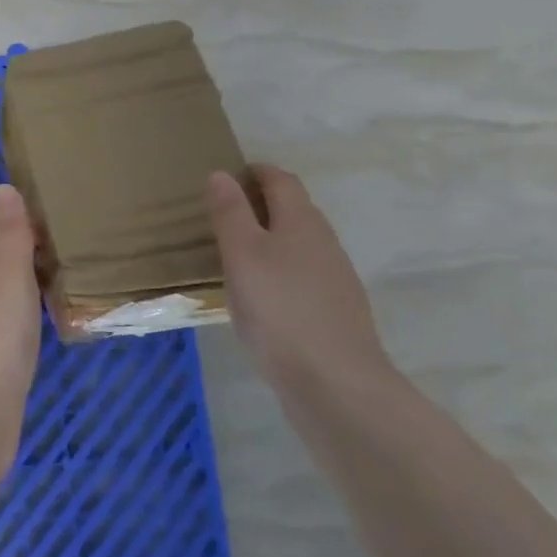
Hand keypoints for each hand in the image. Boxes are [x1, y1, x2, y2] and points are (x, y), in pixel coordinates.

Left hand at [0, 183, 42, 474]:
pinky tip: (54, 311)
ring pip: (6, 287)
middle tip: (63, 234)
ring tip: (66, 266)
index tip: (43, 206)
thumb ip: (9, 231)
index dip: (9, 217)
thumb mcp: (6, 268)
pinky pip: (17, 318)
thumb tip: (3, 188)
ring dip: (28, 276)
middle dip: (21, 244)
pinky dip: (34, 307)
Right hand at [206, 166, 393, 389]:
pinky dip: (280, 271)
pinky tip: (262, 297)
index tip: (227, 177)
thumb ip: (230, 214)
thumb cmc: (279, 310)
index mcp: (301, 221)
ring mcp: (335, 279)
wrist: (335, 384)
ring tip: (237, 255)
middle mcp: (324, 242)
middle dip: (262, 204)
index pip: (281, 180)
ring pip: (300, 245)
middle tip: (223, 215)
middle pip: (294, 210)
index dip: (255, 172)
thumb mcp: (242, 255)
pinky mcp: (336, 312)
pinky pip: (303, 276)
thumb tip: (221, 174)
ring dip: (271, 239)